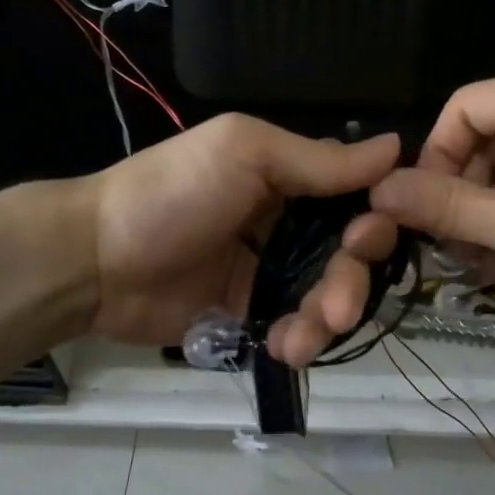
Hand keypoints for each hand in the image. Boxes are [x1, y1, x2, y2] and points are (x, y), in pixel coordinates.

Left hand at [76, 115, 400, 364]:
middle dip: (352, 281)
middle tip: (339, 304)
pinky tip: (286, 348)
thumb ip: (319, 160)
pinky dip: (298, 341)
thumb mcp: (245, 153)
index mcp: (289, 177)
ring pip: (325, 297)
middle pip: (347, 255)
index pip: (356, 196)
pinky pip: (292, 329)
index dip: (375, 219)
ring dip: (328, 319)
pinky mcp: (248, 313)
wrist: (96, 260)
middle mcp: (286, 223)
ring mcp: (267, 271)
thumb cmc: (173, 192)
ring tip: (308, 335)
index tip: (373, 238)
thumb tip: (398, 147)